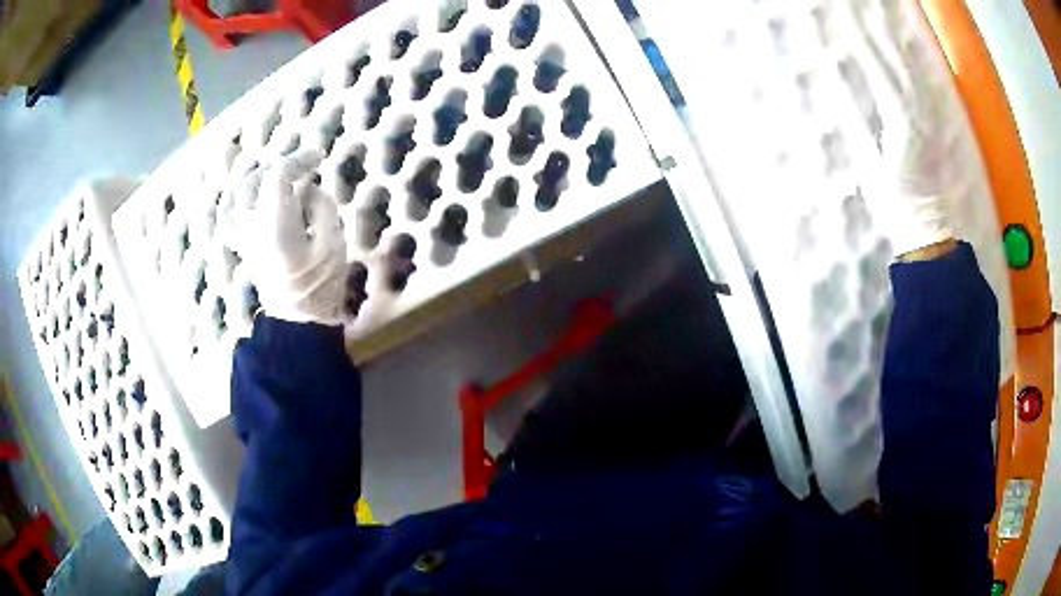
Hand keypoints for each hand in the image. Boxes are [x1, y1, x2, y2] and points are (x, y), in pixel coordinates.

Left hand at [224, 150, 348, 325]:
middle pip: (254, 181)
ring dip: (256, 179)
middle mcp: (253, 226)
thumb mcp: (333, 243)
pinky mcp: (245, 247)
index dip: (298, 160)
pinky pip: (230, 216)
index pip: (278, 176)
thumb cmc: (319, 286)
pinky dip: (237, 201)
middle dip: (278, 166)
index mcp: (275, 223)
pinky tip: (247, 198)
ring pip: (237, 196)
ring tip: (275, 176)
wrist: (298, 322)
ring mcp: (245, 237)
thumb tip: (308, 192)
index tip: (318, 158)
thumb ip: (321, 208)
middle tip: (301, 166)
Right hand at [852, 2, 955, 258]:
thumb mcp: (868, 164)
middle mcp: (918, 114)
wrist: (928, 232)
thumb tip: (833, 85)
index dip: (862, 45)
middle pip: (899, 66)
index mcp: (900, 119)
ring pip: (913, 77)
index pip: (878, 70)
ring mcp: (928, 122)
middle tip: (867, 18)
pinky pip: (922, 92)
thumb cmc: (896, 203)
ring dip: (898, 51)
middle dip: (882, 40)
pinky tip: (908, 65)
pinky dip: (912, 72)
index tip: (846, 25)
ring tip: (886, 31)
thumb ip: (853, 120)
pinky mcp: (933, 132)